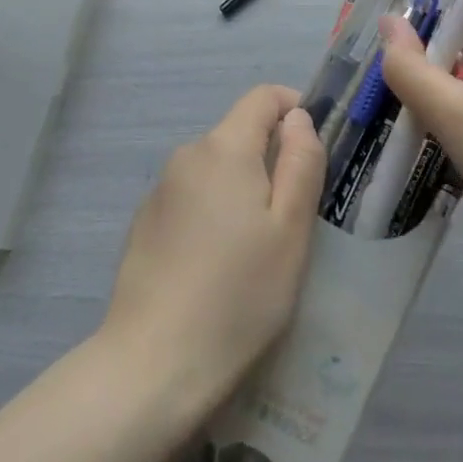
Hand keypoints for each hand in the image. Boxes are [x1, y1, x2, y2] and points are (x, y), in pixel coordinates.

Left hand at [102, 86, 325, 412]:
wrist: (153, 364)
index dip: (295, 109)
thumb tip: (298, 119)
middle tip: (297, 215)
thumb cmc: (239, 294)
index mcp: (224, 147)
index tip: (317, 149)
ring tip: (261, 249)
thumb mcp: (290, 229)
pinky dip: (215, 213)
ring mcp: (160, 190)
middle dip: (272, 159)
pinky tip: (220, 267)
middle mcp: (187, 155)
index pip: (263, 97)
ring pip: (217, 169)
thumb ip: (301, 162)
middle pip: (239, 134)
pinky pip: (192, 198)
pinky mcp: (145, 224)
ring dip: (244, 189)